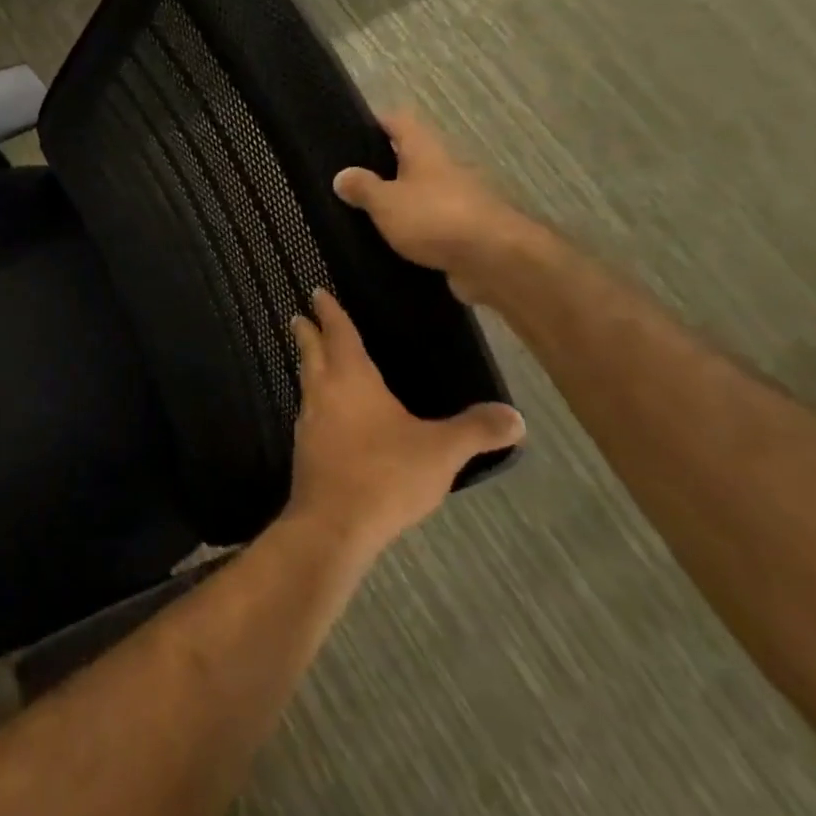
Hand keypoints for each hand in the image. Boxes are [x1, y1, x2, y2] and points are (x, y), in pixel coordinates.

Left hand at [287, 290, 524, 556]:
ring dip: (309, 366)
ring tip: (314, 361)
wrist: (334, 523)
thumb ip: (477, 431)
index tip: (316, 292)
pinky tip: (328, 416)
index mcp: (351, 378)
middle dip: (308, 333)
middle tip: (299, 317)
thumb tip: (517, 417)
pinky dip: (317, 401)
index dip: (330, 312)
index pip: (339, 334)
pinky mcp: (306, 449)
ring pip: (307, 382)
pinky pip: (310, 412)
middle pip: (312, 353)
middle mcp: (323, 392)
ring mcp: (309, 421)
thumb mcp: (441, 451)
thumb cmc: (385, 473)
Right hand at [333, 110, 538, 304]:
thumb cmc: (435, 218)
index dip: (375, 122)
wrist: (495, 261)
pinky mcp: (463, 232)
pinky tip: (388, 244)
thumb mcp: (386, 202)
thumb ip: (362, 188)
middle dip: (381, 168)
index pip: (399, 121)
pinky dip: (412, 231)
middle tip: (347, 181)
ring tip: (360, 215)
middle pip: (410, 158)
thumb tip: (342, 175)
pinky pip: (430, 225)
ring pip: (419, 193)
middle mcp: (443, 169)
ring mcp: (457, 201)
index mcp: (424, 151)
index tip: (349, 133)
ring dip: (397, 202)